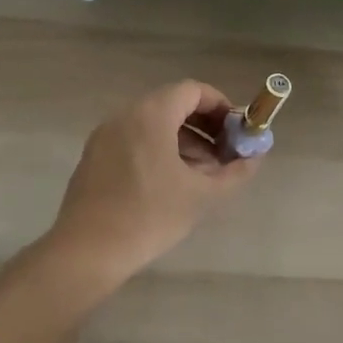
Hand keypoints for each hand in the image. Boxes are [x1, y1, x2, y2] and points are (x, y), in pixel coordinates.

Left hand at [42, 80, 261, 293]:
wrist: (87, 252)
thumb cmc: (149, 216)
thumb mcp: (201, 195)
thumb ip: (234, 172)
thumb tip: (255, 158)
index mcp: (151, 115)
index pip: (193, 91)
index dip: (220, 106)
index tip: (237, 131)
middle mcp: (125, 115)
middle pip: (172, 105)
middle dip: (204, 126)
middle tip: (225, 152)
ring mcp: (105, 135)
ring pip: (153, 124)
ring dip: (183, 140)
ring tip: (203, 172)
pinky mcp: (94, 156)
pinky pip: (134, 139)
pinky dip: (158, 149)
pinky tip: (171, 182)